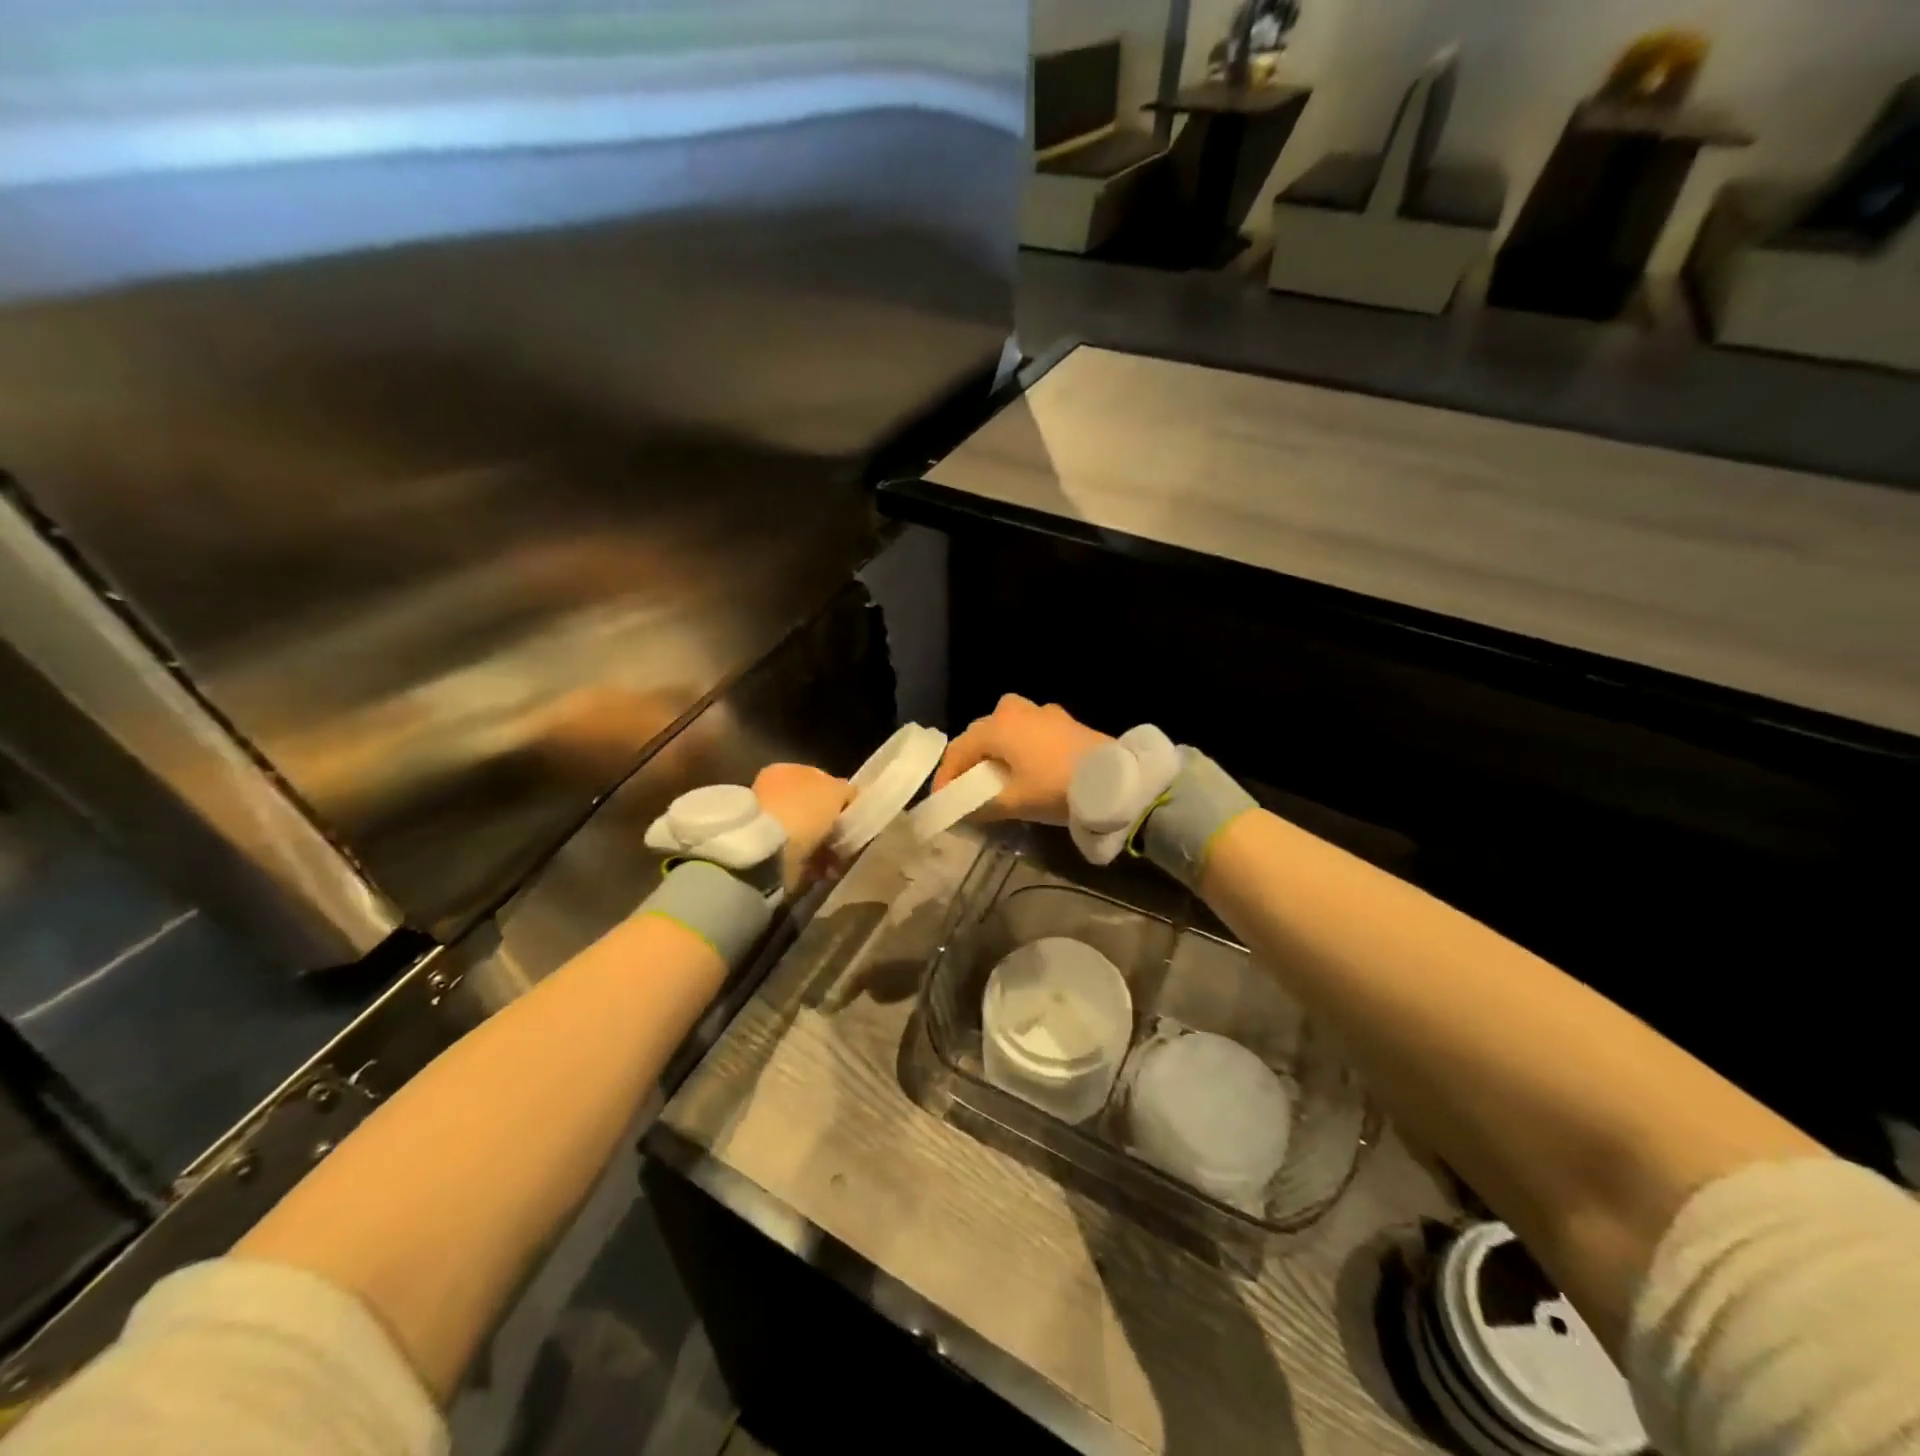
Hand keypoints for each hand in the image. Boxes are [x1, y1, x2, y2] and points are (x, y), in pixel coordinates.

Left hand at [752, 763, 852, 891]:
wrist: (768, 849)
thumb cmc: (804, 810)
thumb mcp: (836, 790)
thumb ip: (846, 790)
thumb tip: (849, 795)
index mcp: (787, 769)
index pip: (822, 779)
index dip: (841, 796)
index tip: (854, 815)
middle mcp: (774, 791)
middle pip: (814, 808)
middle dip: (831, 825)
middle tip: (847, 839)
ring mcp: (768, 822)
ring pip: (808, 833)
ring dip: (824, 846)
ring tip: (837, 859)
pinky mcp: (766, 850)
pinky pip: (799, 855)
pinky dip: (812, 862)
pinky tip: (823, 870)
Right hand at [932, 695, 1111, 825]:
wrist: (1113, 780)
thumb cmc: (1056, 787)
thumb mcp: (1015, 802)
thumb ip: (982, 807)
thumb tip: (964, 812)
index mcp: (997, 727)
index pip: (958, 749)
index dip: (946, 776)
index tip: (942, 799)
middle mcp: (1014, 710)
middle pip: (980, 733)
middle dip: (969, 759)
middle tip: (966, 786)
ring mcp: (1042, 712)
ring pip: (1005, 727)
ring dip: (995, 749)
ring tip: (995, 774)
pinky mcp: (1064, 720)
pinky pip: (1028, 729)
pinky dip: (1018, 745)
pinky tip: (1026, 765)